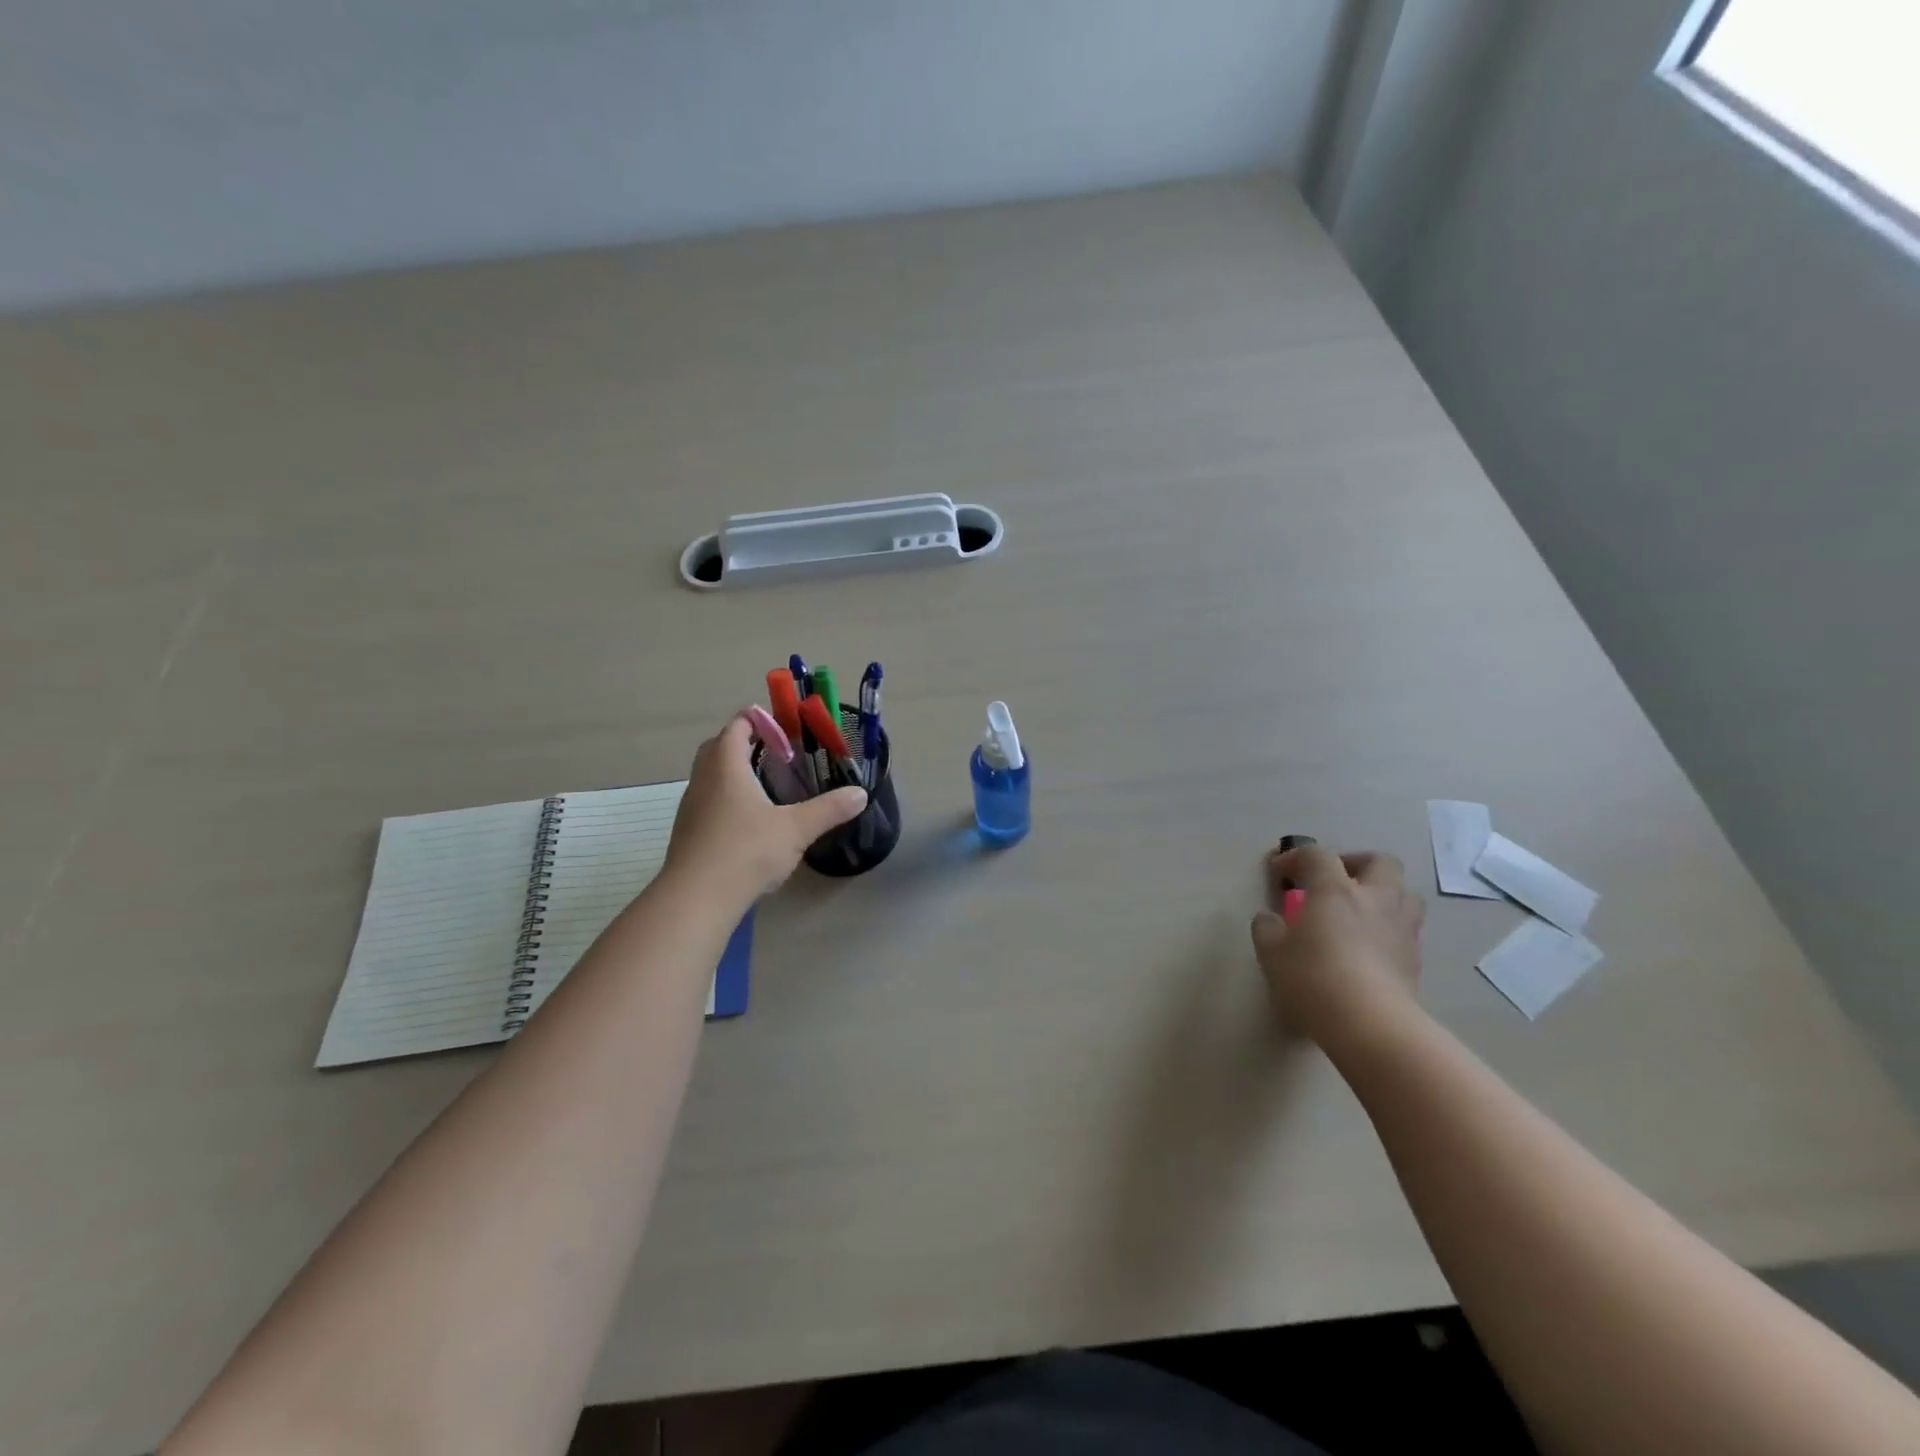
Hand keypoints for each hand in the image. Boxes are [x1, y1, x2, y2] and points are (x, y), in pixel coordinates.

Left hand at [663, 713, 867, 901]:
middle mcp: (703, 779)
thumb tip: (861, 794)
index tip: (782, 725)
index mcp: (726, 767)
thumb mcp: (796, 829)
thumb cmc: (746, 851)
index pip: (737, 727)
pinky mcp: (687, 832)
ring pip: (709, 775)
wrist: (696, 898)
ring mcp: (691, 807)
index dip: (757, 720)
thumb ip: (829, 809)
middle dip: (743, 742)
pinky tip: (747, 819)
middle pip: (717, 747)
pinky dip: (725, 797)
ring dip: (731, 770)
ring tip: (764, 784)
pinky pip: (706, 800)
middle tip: (774, 752)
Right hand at [1251, 843, 1425, 1047]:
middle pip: (1379, 862)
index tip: (1279, 872)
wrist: (1371, 1025)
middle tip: (1334, 881)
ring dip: (1383, 894)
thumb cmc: (1314, 979)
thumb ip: (1267, 928)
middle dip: (1355, 864)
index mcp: (1336, 890)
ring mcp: (1401, 928)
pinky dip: (1389, 928)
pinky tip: (1370, 946)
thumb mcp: (1272, 953)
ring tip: (1360, 911)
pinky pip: (1406, 928)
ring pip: (1405, 893)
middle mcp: (1374, 899)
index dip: (1295, 856)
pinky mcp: (1415, 959)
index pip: (1317, 855)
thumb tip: (1270, 919)